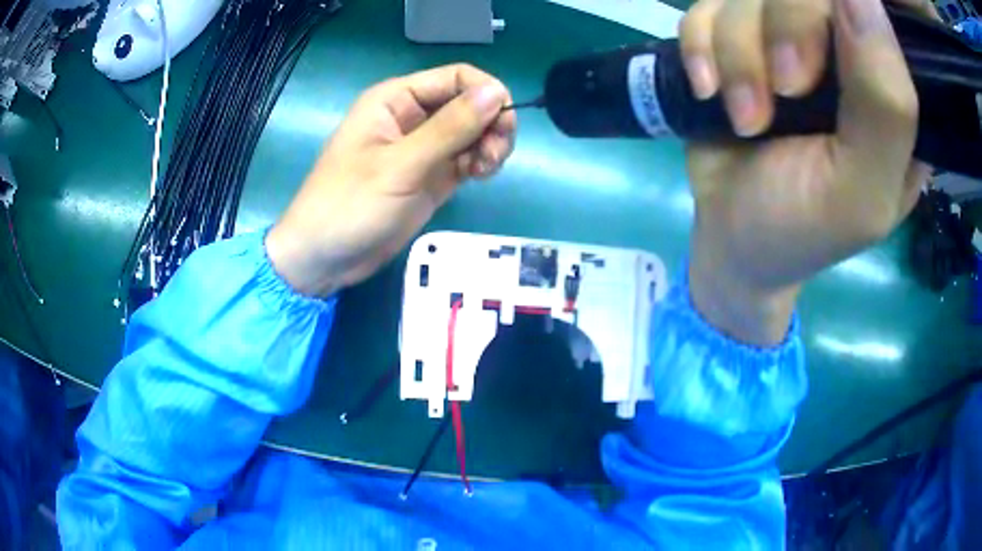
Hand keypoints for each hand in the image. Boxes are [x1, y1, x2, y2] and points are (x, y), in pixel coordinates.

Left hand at [266, 64, 516, 296]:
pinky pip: (467, 156)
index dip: (486, 92)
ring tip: (486, 169)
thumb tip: (497, 92)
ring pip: (473, 131)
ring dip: (489, 144)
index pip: (456, 77)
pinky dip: (481, 162)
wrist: (325, 258)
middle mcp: (412, 116)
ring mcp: (423, 147)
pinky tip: (481, 176)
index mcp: (396, 99)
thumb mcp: (400, 165)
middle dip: (491, 123)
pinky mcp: (431, 175)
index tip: (505, 123)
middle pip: (469, 103)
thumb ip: (450, 128)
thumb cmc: (351, 205)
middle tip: (495, 154)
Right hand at [678, 0, 936, 344]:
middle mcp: (844, 51)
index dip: (851, 13)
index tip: (821, 64)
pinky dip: (700, 45)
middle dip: (782, 32)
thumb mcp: (862, 190)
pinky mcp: (740, 36)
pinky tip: (708, 91)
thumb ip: (885, 105)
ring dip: (735, 52)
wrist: (729, 237)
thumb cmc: (803, 228)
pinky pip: (709, 5)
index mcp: (893, 91)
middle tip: (780, 97)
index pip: (878, 13)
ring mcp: (788, 37)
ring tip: (743, 117)